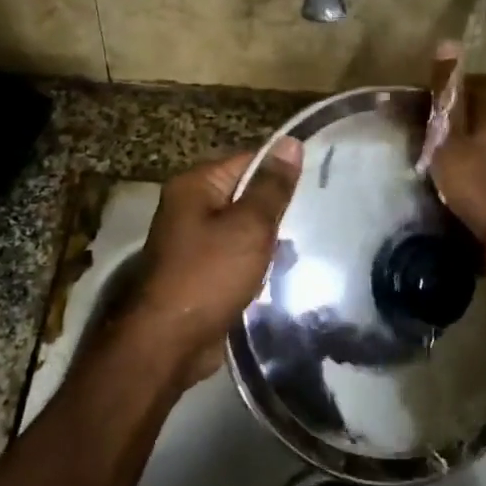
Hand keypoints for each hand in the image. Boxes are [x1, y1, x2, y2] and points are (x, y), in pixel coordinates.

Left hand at [120, 140, 303, 383]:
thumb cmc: (209, 276)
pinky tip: (279, 273)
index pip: (247, 161)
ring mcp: (192, 242)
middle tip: (313, 220)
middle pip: (244, 195)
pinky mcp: (199, 272)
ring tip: (301, 248)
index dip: (280, 173)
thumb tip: (290, 142)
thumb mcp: (249, 226)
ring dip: (268, 241)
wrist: (169, 343)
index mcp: (195, 185)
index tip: (316, 185)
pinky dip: (255, 264)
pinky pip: (235, 257)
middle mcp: (189, 207)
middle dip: (275, 211)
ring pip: (242, 229)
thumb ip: (272, 187)